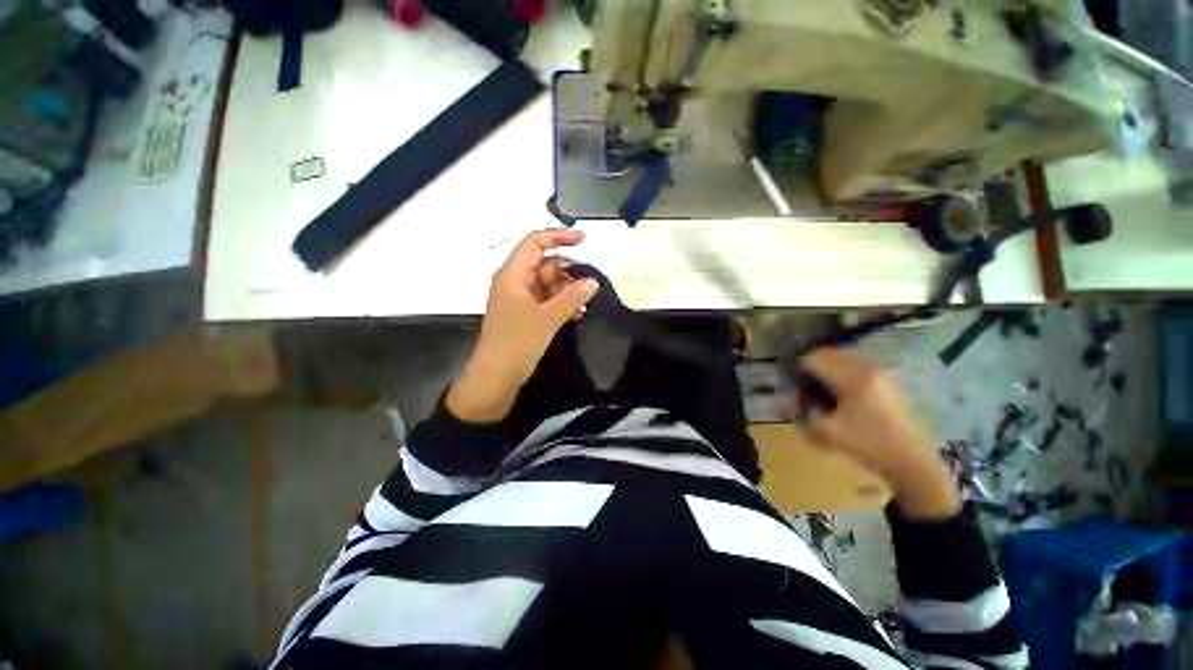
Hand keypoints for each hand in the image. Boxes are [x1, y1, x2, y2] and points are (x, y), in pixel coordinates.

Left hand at [446, 230, 598, 423]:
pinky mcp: (526, 315)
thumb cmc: (516, 342)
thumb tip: (593, 281)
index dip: (558, 237)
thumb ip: (571, 297)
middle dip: (568, 273)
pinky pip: (547, 300)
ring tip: (584, 306)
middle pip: (545, 264)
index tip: (584, 241)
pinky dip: (562, 304)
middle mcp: (515, 282)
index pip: (535, 243)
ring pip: (549, 284)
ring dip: (567, 291)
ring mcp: (520, 299)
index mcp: (513, 275)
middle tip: (588, 287)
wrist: (496, 377)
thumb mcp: (547, 318)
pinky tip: (577, 314)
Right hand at [798, 347, 959, 519]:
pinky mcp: (887, 378)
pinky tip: (839, 385)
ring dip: (827, 362)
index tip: (788, 379)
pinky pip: (858, 362)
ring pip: (844, 354)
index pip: (814, 360)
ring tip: (818, 380)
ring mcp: (880, 371)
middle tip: (801, 379)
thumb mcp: (827, 432)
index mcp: (851, 378)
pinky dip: (842, 366)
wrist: (910, 459)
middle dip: (811, 362)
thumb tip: (785, 399)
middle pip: (829, 352)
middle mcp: (866, 367)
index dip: (797, 367)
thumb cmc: (867, 444)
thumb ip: (803, 412)